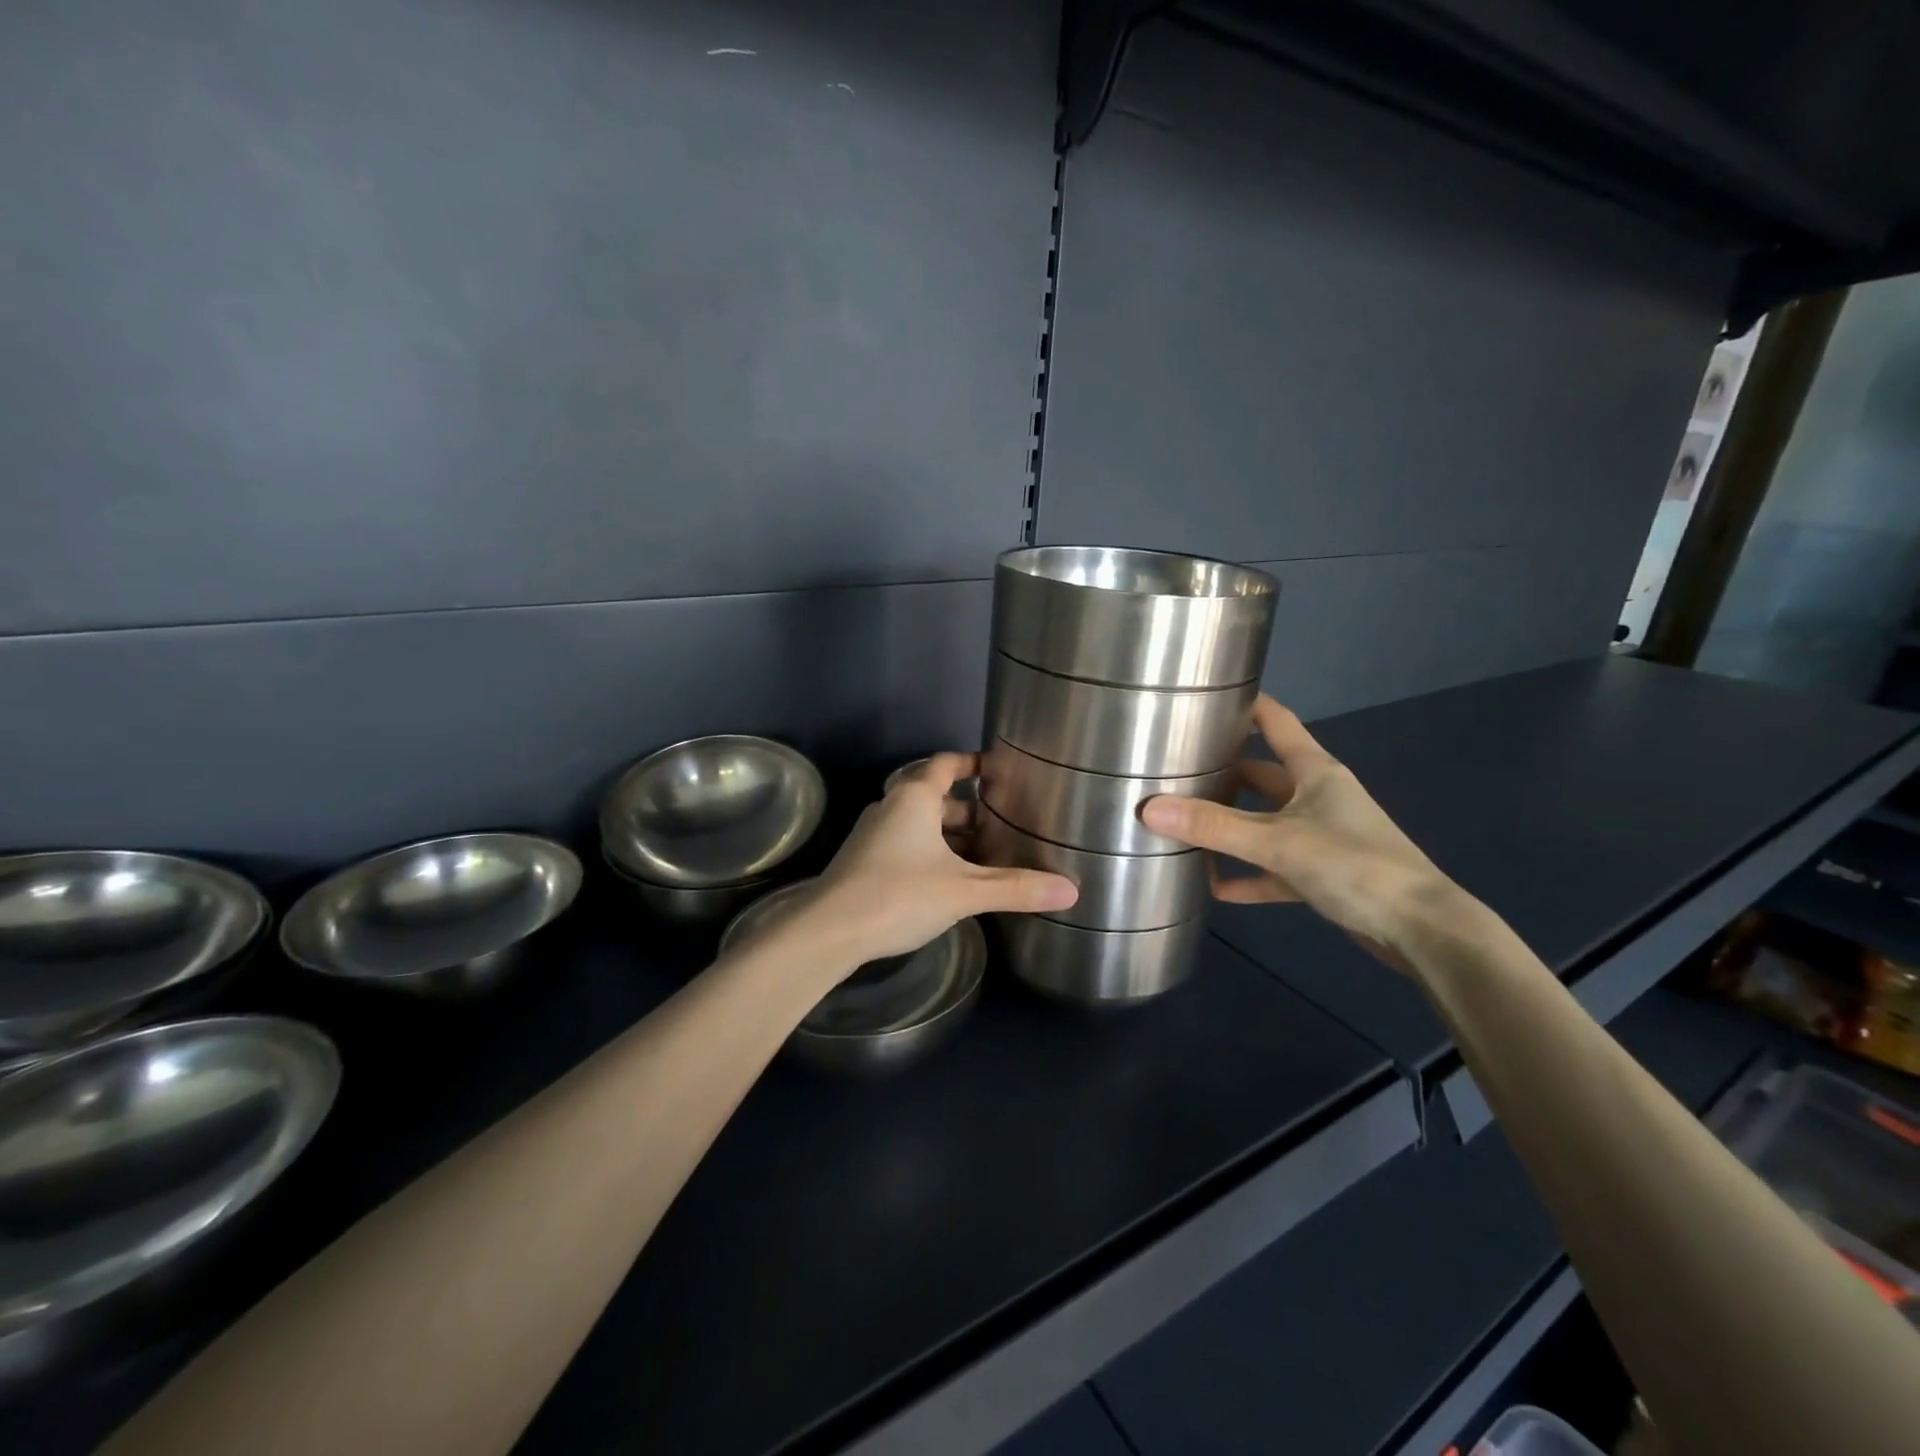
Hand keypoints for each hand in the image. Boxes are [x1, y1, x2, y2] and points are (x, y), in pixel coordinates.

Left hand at [777, 752, 1077, 971]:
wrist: (829, 931)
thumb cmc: (899, 895)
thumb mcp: (964, 892)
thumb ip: (1016, 888)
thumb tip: (1071, 890)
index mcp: (914, 798)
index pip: (946, 764)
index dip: (972, 763)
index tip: (996, 769)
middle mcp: (891, 807)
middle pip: (933, 795)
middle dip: (966, 808)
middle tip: (1001, 821)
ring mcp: (872, 835)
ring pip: (917, 823)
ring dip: (947, 834)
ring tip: (982, 853)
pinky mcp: (862, 861)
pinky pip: (904, 844)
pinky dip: (928, 852)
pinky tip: (947, 879)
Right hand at [1139, 697, 1457, 970]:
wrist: (1421, 930)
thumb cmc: (1354, 865)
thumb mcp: (1277, 842)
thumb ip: (1214, 827)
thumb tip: (1148, 808)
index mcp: (1314, 771)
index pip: (1275, 722)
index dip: (1245, 706)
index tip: (1204, 698)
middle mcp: (1317, 796)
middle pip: (1261, 775)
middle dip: (1222, 774)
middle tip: (1173, 771)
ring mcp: (1321, 836)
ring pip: (1264, 823)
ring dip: (1230, 827)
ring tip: (1182, 825)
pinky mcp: (1322, 874)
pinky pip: (1274, 868)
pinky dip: (1247, 875)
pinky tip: (1214, 887)